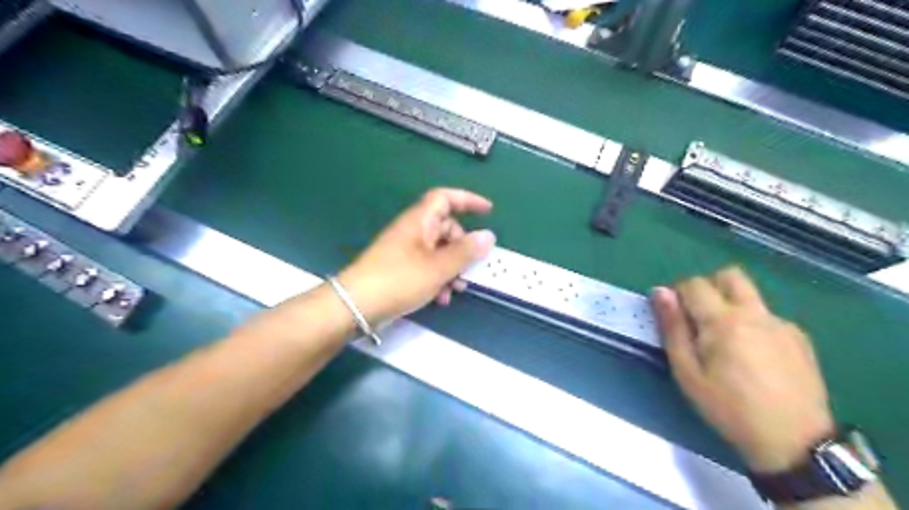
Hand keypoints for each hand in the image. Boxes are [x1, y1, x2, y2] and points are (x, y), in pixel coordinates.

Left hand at [335, 189, 492, 324]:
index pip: (445, 198)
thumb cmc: (399, 280)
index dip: (468, 200)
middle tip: (471, 268)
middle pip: (446, 229)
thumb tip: (488, 236)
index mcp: (420, 221)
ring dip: (452, 268)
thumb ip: (465, 252)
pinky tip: (439, 299)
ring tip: (456, 290)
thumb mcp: (438, 267)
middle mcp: (413, 231)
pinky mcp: (400, 269)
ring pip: (439, 251)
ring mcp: (405, 251)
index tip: (488, 211)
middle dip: (463, 248)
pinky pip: (427, 267)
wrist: (356, 305)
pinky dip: (438, 279)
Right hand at [650, 269, 833, 471]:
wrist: (794, 442)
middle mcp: (755, 313)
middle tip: (699, 317)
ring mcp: (781, 323)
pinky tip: (754, 356)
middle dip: (709, 286)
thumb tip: (660, 292)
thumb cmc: (728, 408)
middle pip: (729, 275)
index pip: (694, 283)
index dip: (678, 293)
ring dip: (731, 304)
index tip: (675, 316)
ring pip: (750, 294)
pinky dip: (752, 323)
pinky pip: (767, 316)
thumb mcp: (687, 373)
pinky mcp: (799, 337)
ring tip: (726, 340)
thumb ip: (673, 328)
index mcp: (723, 321)